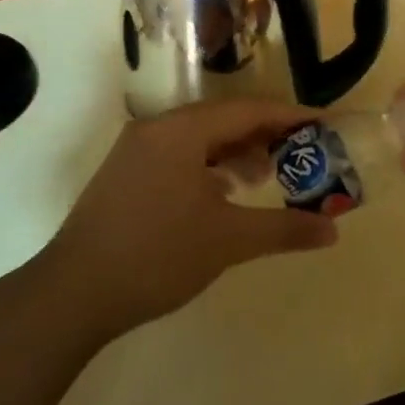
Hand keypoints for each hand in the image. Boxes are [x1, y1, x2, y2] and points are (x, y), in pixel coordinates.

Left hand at [42, 100, 338, 335]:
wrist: (72, 294)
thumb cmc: (157, 255)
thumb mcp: (228, 240)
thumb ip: (284, 229)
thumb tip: (332, 231)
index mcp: (182, 130)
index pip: (249, 110)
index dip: (291, 116)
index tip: (326, 124)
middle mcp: (158, 128)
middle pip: (224, 119)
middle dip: (266, 135)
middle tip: (302, 153)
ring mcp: (136, 150)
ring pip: (200, 138)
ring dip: (237, 152)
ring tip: (267, 176)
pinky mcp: (125, 174)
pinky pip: (179, 155)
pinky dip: (209, 166)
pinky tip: (224, 193)